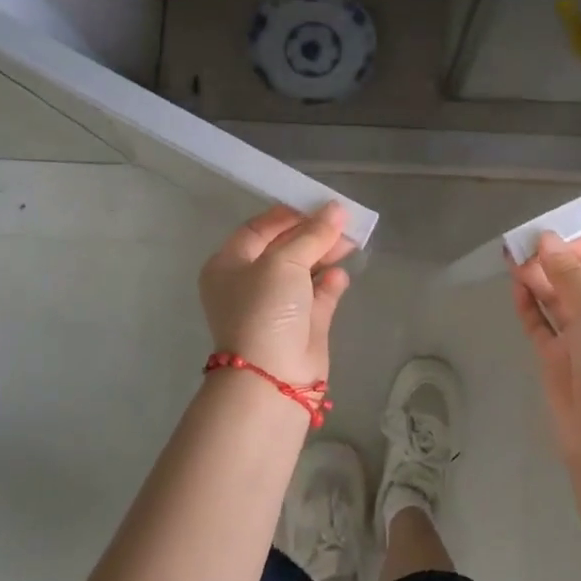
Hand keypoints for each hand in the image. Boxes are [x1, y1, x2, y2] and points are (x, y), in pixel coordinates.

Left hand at [199, 204, 354, 386]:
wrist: (272, 377)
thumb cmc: (265, 308)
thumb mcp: (284, 261)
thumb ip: (312, 234)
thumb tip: (337, 209)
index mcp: (229, 265)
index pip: (258, 229)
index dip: (288, 214)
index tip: (317, 203)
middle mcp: (250, 283)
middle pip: (285, 248)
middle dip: (313, 234)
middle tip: (343, 221)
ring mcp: (276, 307)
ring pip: (304, 271)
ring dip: (325, 256)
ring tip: (351, 242)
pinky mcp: (301, 326)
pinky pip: (318, 297)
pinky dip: (330, 284)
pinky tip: (341, 276)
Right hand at [510, 232, 580, 463]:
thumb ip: (571, 274)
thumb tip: (545, 240)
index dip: (575, 248)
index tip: (544, 236)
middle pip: (578, 281)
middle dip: (551, 262)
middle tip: (519, 247)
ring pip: (557, 300)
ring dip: (537, 279)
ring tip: (511, 259)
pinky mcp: (558, 360)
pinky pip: (541, 325)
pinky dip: (529, 305)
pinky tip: (516, 288)